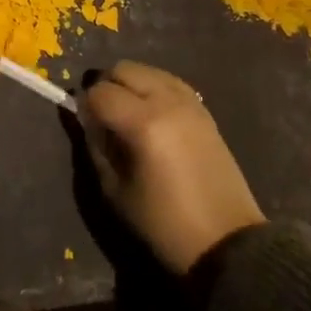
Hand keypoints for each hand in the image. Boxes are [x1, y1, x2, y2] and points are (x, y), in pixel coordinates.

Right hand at [78, 61, 264, 275]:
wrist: (226, 241)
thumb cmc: (164, 223)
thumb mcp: (115, 190)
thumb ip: (96, 146)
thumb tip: (88, 119)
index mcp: (143, 123)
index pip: (99, 92)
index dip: (85, 105)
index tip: (85, 123)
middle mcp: (167, 101)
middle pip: (123, 69)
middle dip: (106, 86)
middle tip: (103, 116)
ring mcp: (189, 102)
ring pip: (147, 70)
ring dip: (130, 84)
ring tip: (128, 114)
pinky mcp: (204, 109)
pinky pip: (169, 81)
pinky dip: (153, 88)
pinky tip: (151, 114)